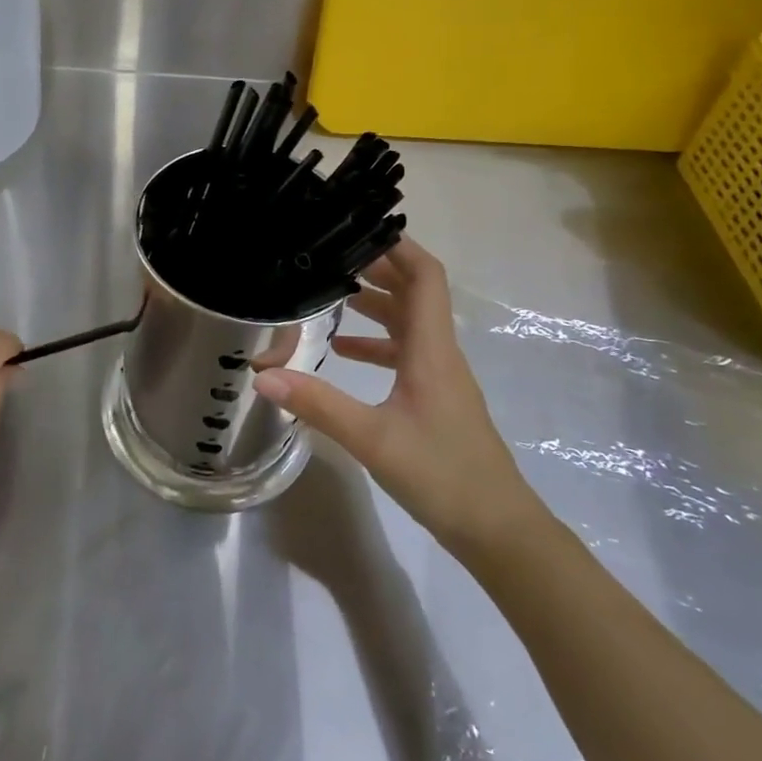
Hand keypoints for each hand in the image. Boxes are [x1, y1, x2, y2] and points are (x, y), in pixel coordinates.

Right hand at [253, 237, 541, 557]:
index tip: (360, 229)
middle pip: (415, 294)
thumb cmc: (442, 475)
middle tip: (333, 256)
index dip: (399, 247)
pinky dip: (376, 344)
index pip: (425, 278)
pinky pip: (405, 355)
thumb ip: (317, 405)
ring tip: (331, 295)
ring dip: (376, 304)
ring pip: (409, 324)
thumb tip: (262, 376)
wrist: (498, 531)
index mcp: (431, 350)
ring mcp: (440, 378)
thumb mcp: (372, 439)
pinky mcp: (435, 400)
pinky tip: (343, 354)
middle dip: (378, 269)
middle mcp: (439, 354)